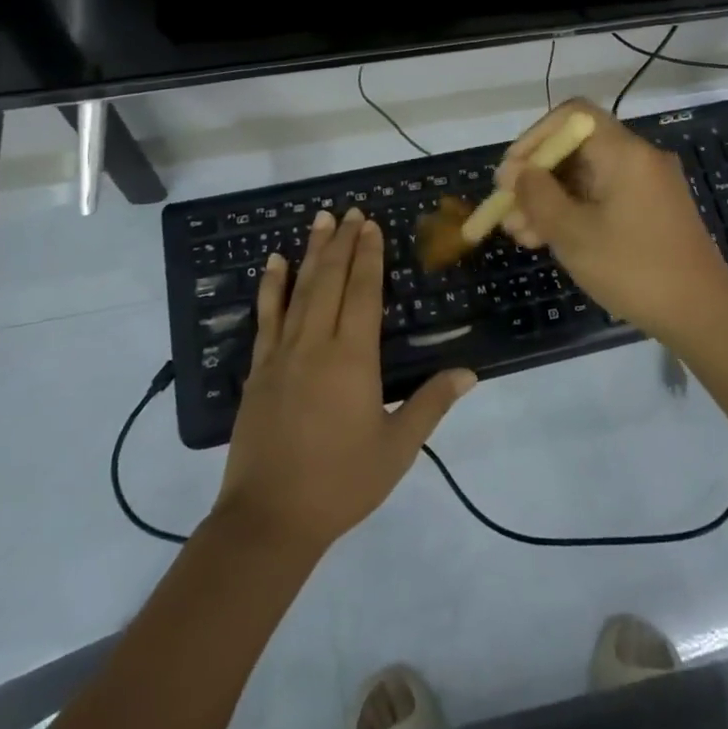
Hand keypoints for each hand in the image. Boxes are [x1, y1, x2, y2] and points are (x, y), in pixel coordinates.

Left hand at [215, 208, 475, 555]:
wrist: (270, 518)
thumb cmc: (341, 482)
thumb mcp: (397, 447)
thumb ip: (431, 403)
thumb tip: (468, 371)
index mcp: (353, 359)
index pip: (363, 293)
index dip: (368, 256)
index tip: (371, 225)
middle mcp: (316, 345)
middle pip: (331, 281)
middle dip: (342, 243)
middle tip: (350, 211)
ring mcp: (282, 354)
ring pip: (299, 290)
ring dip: (311, 252)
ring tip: (319, 220)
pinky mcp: (259, 369)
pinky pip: (266, 317)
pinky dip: (271, 286)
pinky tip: (273, 264)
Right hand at [497, 99, 727, 340]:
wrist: (701, 315)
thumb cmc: (633, 269)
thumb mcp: (573, 233)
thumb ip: (538, 196)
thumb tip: (517, 172)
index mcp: (625, 152)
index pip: (573, 116)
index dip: (535, 137)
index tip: (511, 172)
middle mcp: (638, 159)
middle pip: (576, 149)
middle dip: (536, 177)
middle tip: (506, 210)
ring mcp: (646, 186)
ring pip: (585, 177)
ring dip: (549, 200)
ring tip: (518, 234)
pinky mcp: (649, 211)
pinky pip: (602, 198)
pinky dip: (572, 212)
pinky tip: (545, 240)